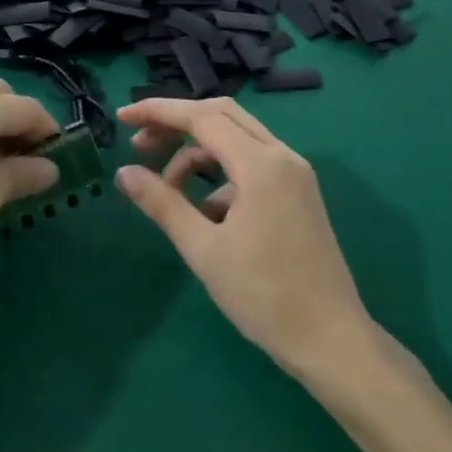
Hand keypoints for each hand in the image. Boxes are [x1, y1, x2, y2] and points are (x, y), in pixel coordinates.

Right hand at [115, 97, 372, 375]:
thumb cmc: (263, 295)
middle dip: (177, 125)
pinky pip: (252, 167)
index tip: (122, 117)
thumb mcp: (203, 249)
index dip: (158, 112)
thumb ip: (162, 204)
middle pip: (222, 117)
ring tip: (166, 190)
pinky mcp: (298, 193)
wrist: (329, 339)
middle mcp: (282, 157)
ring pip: (237, 141)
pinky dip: (221, 178)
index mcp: (261, 165)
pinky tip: (204, 215)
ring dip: (197, 155)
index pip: (202, 117)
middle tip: (139, 144)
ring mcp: (294, 175)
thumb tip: (125, 173)